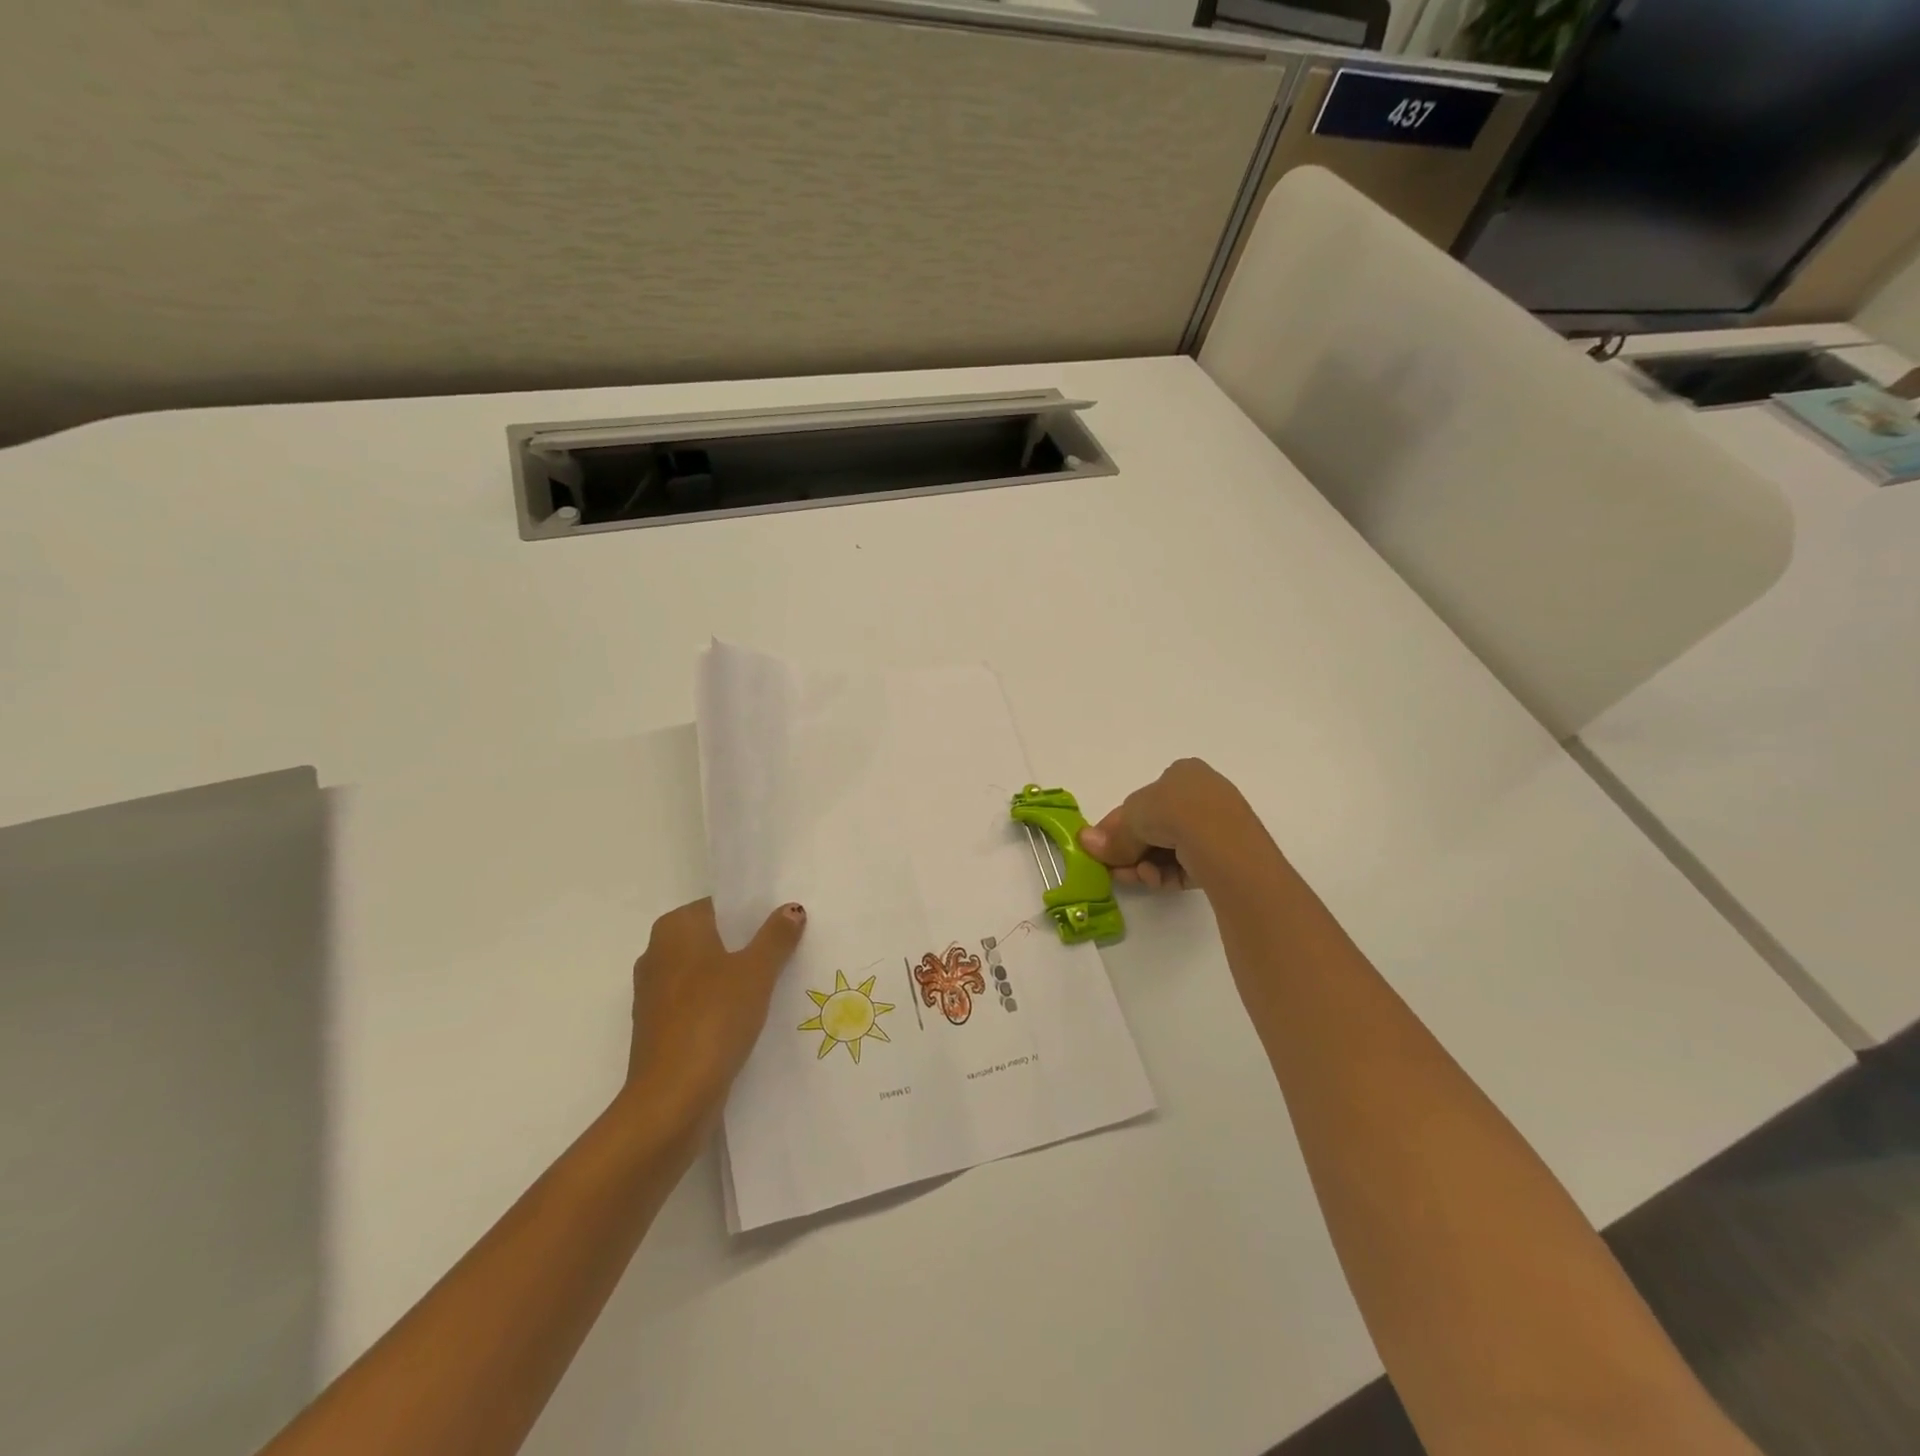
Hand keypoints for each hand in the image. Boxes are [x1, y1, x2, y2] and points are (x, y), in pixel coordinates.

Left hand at [621, 898, 806, 1135]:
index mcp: (675, 929)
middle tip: (791, 948)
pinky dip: (723, 1004)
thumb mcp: (756, 971)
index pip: (720, 906)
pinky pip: (699, 1002)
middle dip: (748, 943)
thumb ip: (775, 936)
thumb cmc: (713, 1018)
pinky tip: (753, 1016)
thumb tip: (791, 909)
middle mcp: (657, 954)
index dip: (754, 911)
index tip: (786, 921)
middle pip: (714, 938)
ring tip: (780, 982)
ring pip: (707, 972)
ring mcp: (655, 994)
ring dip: (737, 976)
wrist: (672, 1098)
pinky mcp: (660, 1028)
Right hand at [1079, 759, 1264, 890]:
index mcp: (1183, 774)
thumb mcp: (1132, 818)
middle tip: (1113, 869)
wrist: (1220, 839)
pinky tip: (1154, 880)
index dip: (1118, 825)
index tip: (1102, 846)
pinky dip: (1166, 874)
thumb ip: (1112, 835)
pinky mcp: (1226, 856)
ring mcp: (1218, 827)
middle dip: (1131, 850)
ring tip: (1135, 877)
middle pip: (1155, 827)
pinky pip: (1187, 864)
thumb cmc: (1173, 811)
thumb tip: (1085, 842)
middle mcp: (1202, 795)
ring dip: (1145, 865)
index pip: (1143, 801)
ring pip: (1170, 850)